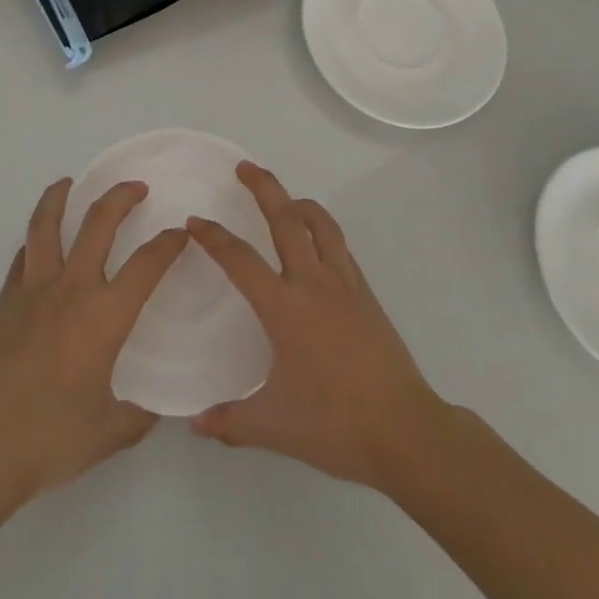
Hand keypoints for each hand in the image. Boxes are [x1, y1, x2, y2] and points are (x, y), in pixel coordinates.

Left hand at [0, 178, 188, 506]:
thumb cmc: (49, 439)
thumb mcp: (108, 434)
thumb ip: (137, 416)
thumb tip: (156, 409)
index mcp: (104, 316)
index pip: (147, 266)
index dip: (168, 244)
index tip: (180, 232)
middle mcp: (71, 290)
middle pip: (98, 224)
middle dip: (121, 197)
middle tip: (136, 187)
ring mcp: (32, 291)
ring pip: (47, 226)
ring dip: (60, 197)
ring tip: (68, 182)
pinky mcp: (3, 302)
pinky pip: (23, 256)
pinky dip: (34, 240)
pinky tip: (38, 242)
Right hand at [187, 162, 452, 489]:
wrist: (405, 430)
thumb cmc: (335, 425)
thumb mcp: (274, 427)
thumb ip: (230, 422)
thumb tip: (193, 424)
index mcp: (285, 308)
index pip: (240, 260)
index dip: (214, 237)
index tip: (195, 222)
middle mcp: (313, 284)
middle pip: (286, 219)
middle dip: (263, 187)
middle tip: (244, 167)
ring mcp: (345, 285)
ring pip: (321, 225)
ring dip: (299, 202)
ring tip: (285, 196)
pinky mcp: (367, 295)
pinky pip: (340, 248)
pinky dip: (323, 231)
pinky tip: (317, 241)